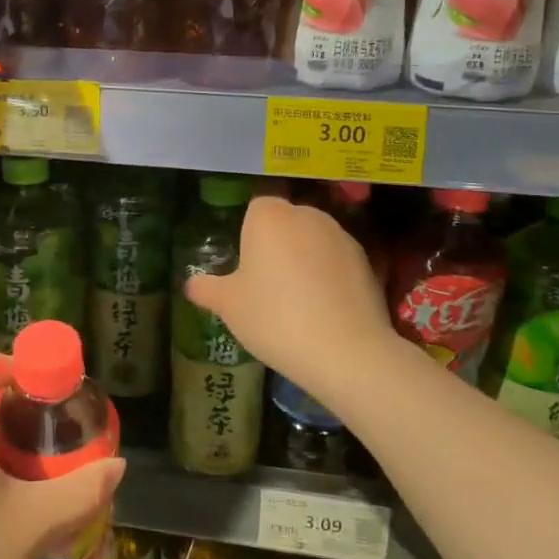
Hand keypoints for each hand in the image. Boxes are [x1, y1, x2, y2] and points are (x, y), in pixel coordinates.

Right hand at [183, 194, 400, 404]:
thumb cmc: (274, 318)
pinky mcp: (367, 261)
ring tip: (298, 300)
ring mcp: (341, 236)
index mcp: (269, 216)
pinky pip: (337, 261)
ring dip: (305, 259)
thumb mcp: (229, 306)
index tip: (246, 266)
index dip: (249, 234)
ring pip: (313, 240)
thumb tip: (190, 284)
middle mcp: (307, 215)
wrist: (345, 350)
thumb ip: (207, 289)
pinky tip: (325, 309)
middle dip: (277, 244)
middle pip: (286, 221)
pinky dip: (330, 276)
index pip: (255, 208)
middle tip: (266, 285)